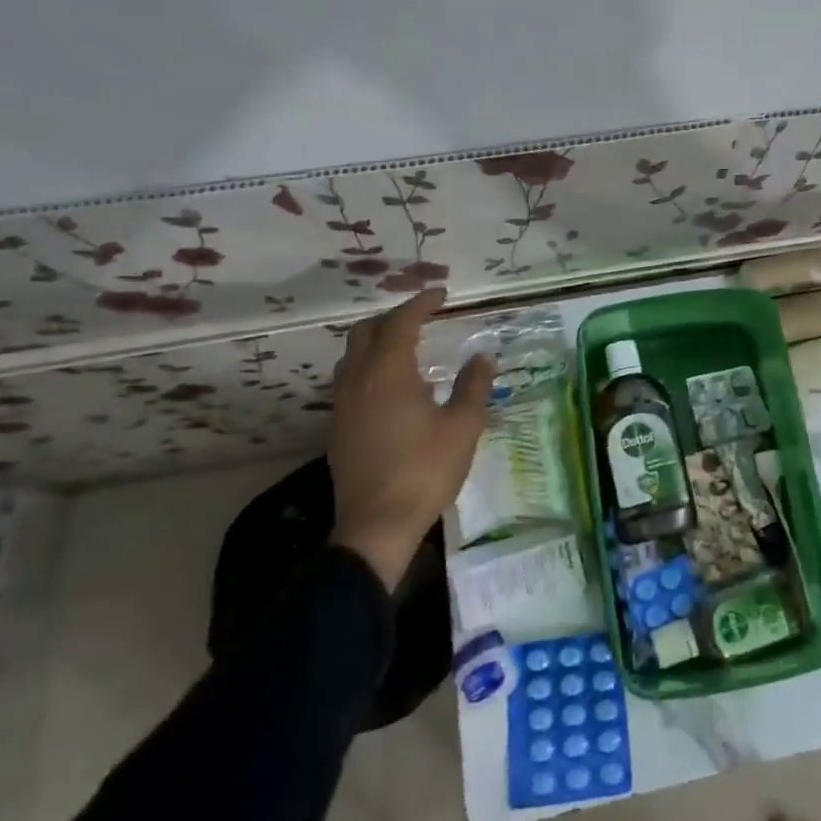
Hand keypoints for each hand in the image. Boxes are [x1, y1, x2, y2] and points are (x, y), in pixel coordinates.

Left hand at [327, 289, 495, 588]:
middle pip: (366, 332)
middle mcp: (359, 380)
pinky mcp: (338, 428)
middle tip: (422, 318)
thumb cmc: (425, 470)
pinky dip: (370, 367)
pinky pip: (350, 380)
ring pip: (352, 356)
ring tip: (407, 348)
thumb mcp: (463, 426)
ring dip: (377, 342)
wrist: (376, 525)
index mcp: (389, 372)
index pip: (402, 322)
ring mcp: (343, 405)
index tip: (441, 294)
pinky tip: (393, 389)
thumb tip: (483, 356)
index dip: (421, 303)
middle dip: (393, 318)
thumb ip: (473, 385)